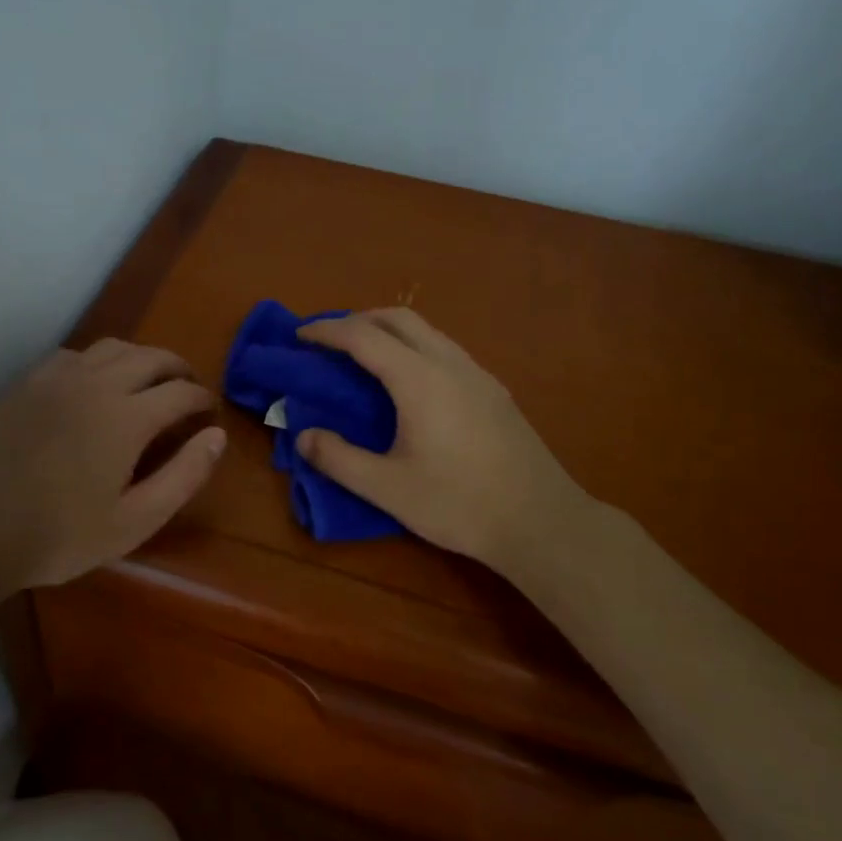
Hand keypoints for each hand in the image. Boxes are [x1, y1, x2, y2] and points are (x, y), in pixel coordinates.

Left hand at [0, 339, 225, 591]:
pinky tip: (96, 385)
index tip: (209, 414)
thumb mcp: (135, 521)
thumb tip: (216, 435)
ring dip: (141, 358)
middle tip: (188, 391)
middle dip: (178, 370)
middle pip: (152, 357)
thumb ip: (183, 475)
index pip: (181, 392)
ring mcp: (58, 377)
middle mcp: (97, 382)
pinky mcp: (29, 382)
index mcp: (127, 416)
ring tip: (149, 382)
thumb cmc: (60, 535)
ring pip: (114, 347)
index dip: (202, 400)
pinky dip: (99, 361)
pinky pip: (76, 354)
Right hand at [296, 309, 597, 574]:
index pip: (363, 337)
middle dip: (358, 320)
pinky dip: (413, 347)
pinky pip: (444, 349)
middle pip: (398, 318)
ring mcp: (477, 374)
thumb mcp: (388, 489)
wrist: (541, 522)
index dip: (327, 331)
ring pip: (426, 331)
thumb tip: (303, 436)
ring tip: (363, 356)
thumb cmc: (459, 504)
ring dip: (389, 331)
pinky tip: (409, 383)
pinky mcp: (494, 390)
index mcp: (419, 379)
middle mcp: (449, 363)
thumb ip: (339, 459)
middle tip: (329, 341)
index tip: (300, 336)